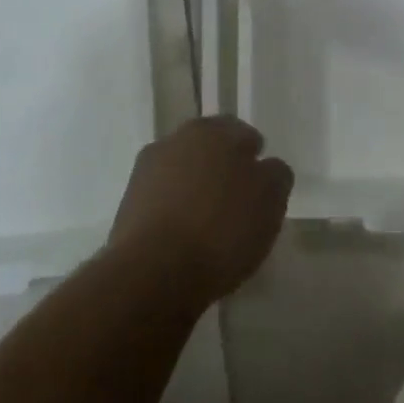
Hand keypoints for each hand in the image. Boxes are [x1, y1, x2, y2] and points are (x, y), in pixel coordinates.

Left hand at [107, 116, 293, 303]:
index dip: (254, 157)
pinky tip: (187, 241)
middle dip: (224, 171)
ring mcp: (146, 171)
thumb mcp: (270, 199)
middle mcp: (175, 140)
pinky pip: (163, 202)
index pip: (241, 132)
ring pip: (183, 175)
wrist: (153, 272)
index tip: (262, 186)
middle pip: (208, 151)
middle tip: (240, 205)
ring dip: (197, 192)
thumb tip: (266, 167)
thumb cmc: (221, 227)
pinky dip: (176, 214)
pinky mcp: (128, 205)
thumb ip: (275, 174)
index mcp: (212, 130)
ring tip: (212, 228)